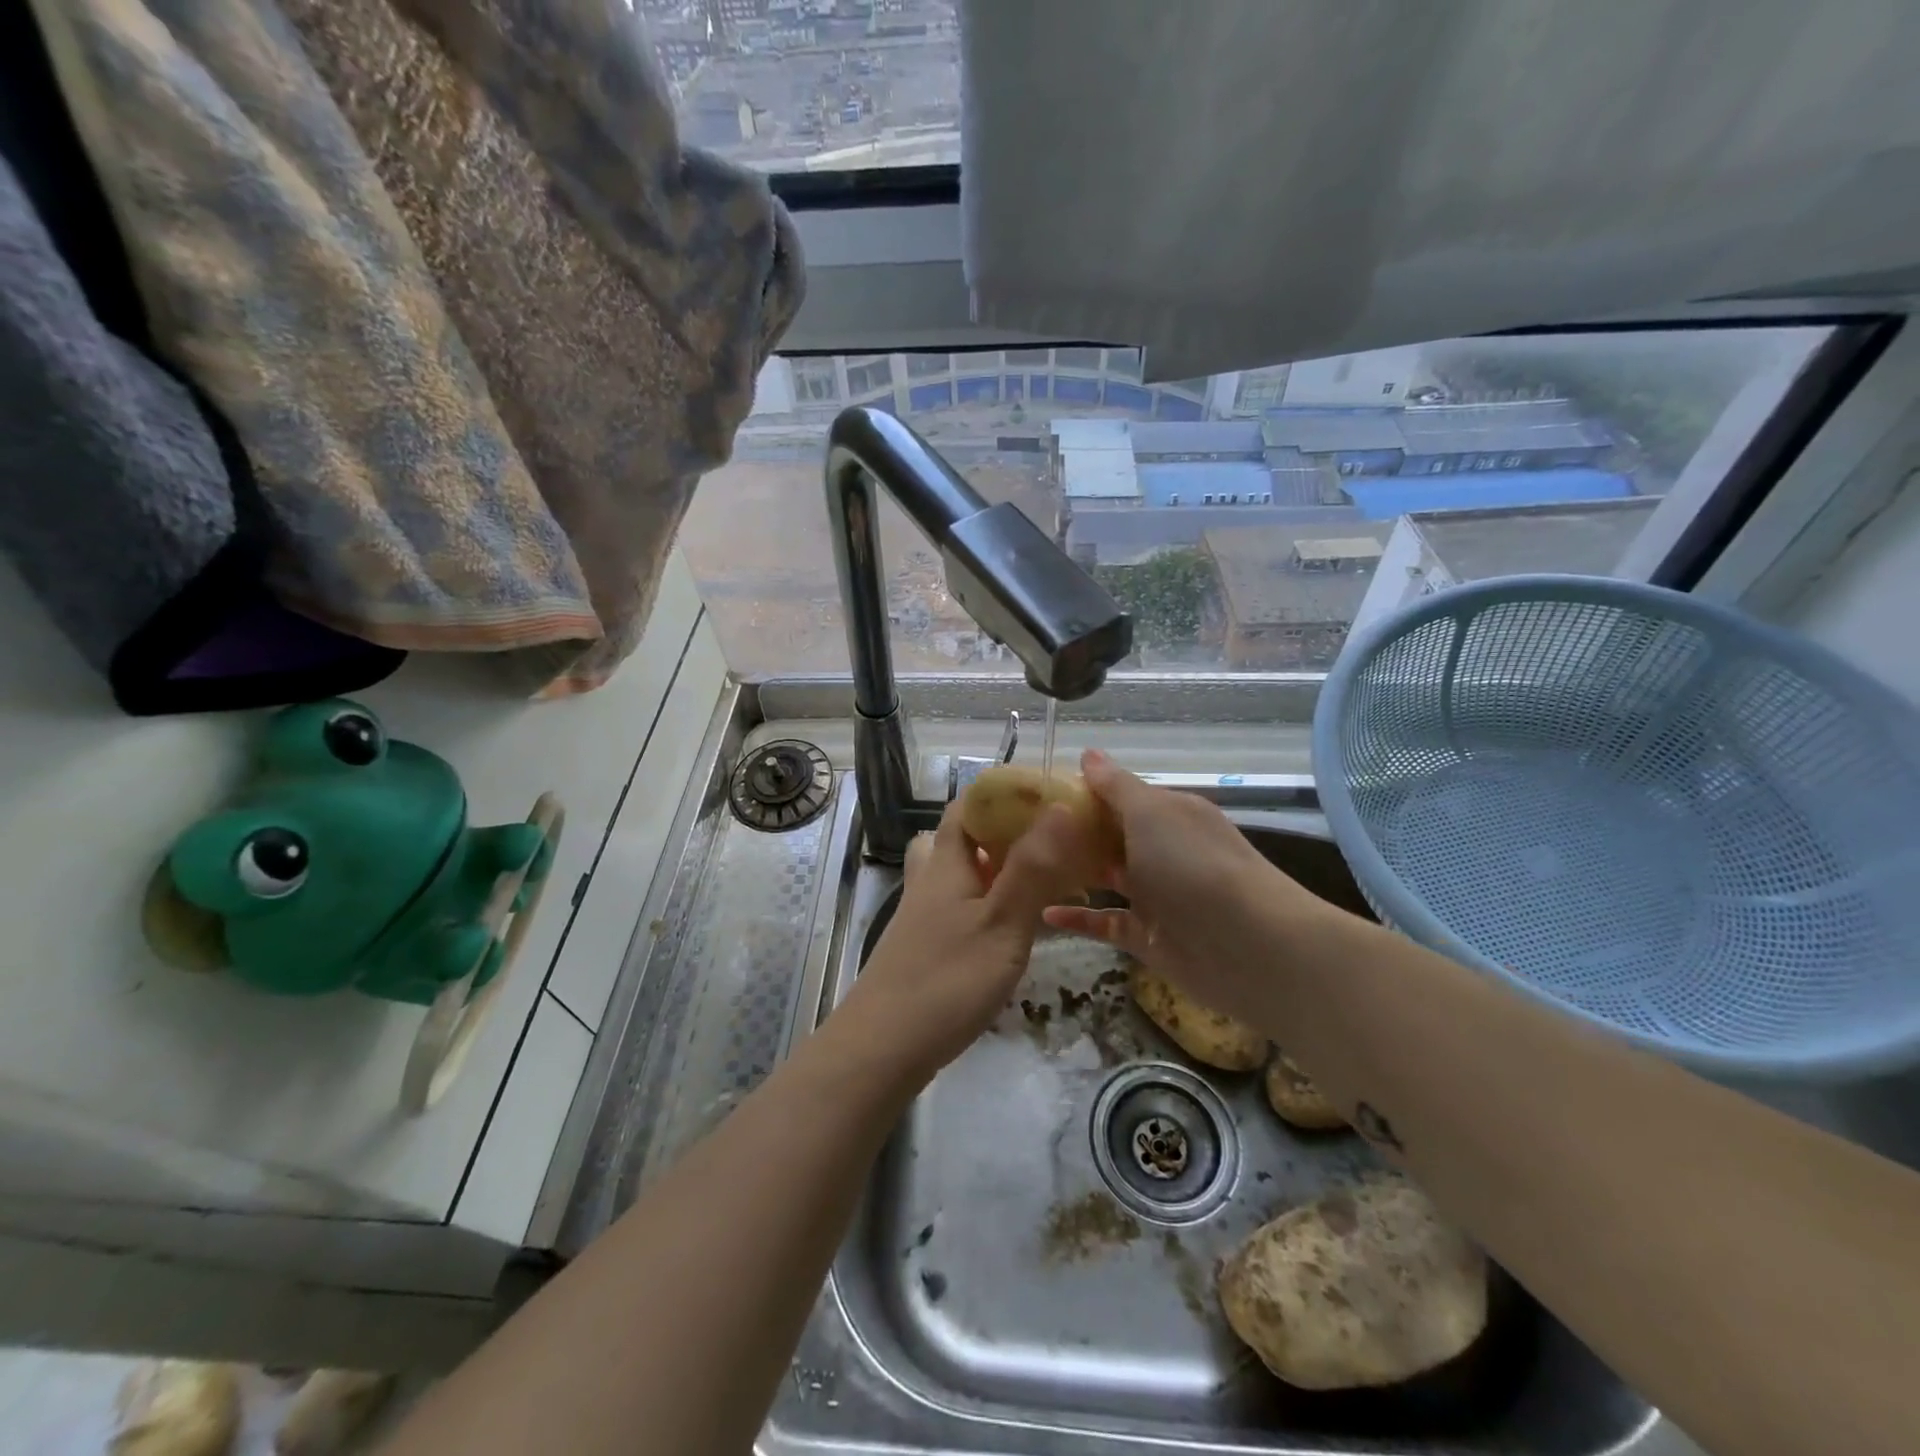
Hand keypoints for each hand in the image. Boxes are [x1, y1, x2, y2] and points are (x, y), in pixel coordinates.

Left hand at [832, 797, 1090, 1085]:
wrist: (884, 1047)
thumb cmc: (947, 980)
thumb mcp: (1002, 922)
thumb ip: (1032, 867)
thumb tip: (1061, 807)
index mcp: (946, 863)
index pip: (967, 806)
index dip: (1002, 795)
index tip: (1046, 797)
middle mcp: (931, 880)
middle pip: (959, 838)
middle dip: (1001, 832)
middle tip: (1047, 842)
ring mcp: (923, 915)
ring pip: (958, 874)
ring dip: (993, 869)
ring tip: (1035, 882)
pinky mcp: (925, 946)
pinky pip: (959, 907)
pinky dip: (986, 904)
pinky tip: (1011, 929)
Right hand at [1044, 749, 1325, 1027]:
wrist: (1248, 946)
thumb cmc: (1194, 864)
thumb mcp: (1151, 812)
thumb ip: (1116, 787)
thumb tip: (1089, 753)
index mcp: (1170, 814)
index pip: (1122, 797)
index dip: (1084, 793)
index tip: (1039, 794)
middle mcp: (1164, 851)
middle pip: (1113, 837)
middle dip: (1074, 833)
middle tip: (1021, 830)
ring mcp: (1157, 896)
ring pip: (1108, 879)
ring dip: (1075, 872)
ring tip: (1028, 866)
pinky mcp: (1148, 937)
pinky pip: (1106, 923)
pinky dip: (1078, 919)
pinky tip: (1045, 913)